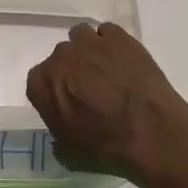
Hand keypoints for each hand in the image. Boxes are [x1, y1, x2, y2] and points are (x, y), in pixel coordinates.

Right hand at [25, 22, 187, 175]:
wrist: (150, 132)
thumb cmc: (104, 147)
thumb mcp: (69, 154)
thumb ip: (57, 135)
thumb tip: (63, 129)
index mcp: (42, 83)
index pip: (38, 81)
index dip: (52, 92)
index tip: (66, 104)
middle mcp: (61, 56)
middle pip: (61, 57)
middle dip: (71, 70)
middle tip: (89, 90)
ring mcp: (90, 42)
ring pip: (81, 36)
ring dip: (88, 50)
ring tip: (105, 69)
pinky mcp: (119, 37)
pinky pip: (107, 32)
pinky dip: (111, 43)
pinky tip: (123, 61)